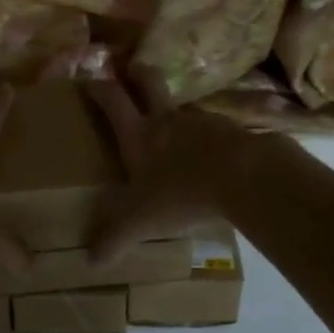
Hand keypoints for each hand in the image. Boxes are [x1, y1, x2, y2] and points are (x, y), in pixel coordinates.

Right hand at [87, 75, 252, 263]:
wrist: (244, 177)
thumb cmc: (181, 193)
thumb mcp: (141, 222)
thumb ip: (115, 239)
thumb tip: (90, 261)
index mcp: (139, 134)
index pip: (112, 100)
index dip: (98, 89)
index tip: (89, 83)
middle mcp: (167, 120)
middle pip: (149, 81)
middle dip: (138, 74)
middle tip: (132, 71)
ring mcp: (202, 121)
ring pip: (183, 106)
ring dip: (175, 111)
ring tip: (174, 132)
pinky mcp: (232, 130)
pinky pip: (213, 129)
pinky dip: (206, 137)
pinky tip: (209, 157)